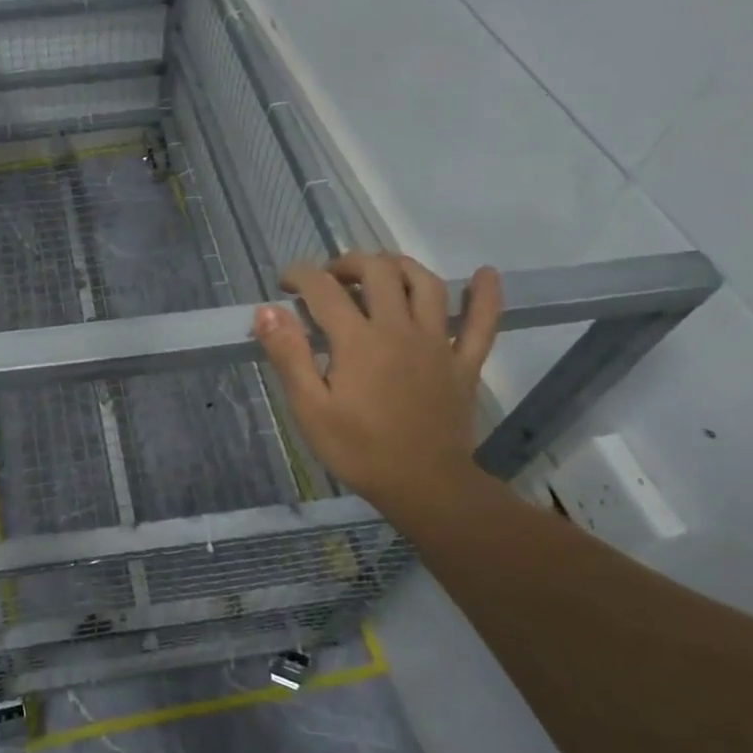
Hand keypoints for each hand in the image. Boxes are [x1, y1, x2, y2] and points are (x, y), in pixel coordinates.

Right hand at [253, 252, 502, 510]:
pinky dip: (485, 296)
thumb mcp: (309, 408)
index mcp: (357, 341)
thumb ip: (288, 354)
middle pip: (377, 271)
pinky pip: (482, 324)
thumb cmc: (359, 450)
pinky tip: (485, 274)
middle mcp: (399, 329)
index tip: (285, 286)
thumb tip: (267, 309)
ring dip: (399, 265)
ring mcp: (437, 344)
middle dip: (348, 263)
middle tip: (329, 279)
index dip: (299, 276)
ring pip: (425, 283)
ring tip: (379, 271)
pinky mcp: (464, 363)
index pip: (323, 289)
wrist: (425, 488)